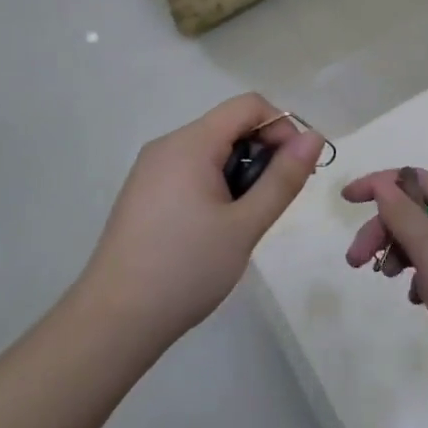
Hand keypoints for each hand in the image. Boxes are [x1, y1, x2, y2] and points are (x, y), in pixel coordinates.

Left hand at [80, 94, 324, 349]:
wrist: (113, 322)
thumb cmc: (185, 269)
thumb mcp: (245, 225)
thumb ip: (283, 178)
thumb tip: (314, 137)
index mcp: (191, 143)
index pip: (248, 105)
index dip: (281, 127)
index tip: (295, 169)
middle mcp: (167, 145)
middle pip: (229, 126)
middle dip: (261, 153)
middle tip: (272, 203)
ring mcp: (150, 169)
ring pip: (210, 150)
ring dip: (239, 172)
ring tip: (243, 222)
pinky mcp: (143, 193)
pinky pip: (190, 170)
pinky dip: (214, 185)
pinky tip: (213, 229)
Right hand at [342, 169, 427, 411]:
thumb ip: (402, 214)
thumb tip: (383, 183)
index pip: (412, 179)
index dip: (379, 184)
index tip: (347, 199)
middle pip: (413, 214)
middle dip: (381, 230)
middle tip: (356, 260)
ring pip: (422, 245)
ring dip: (398, 256)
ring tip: (388, 279)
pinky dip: (420, 282)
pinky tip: (419, 302)